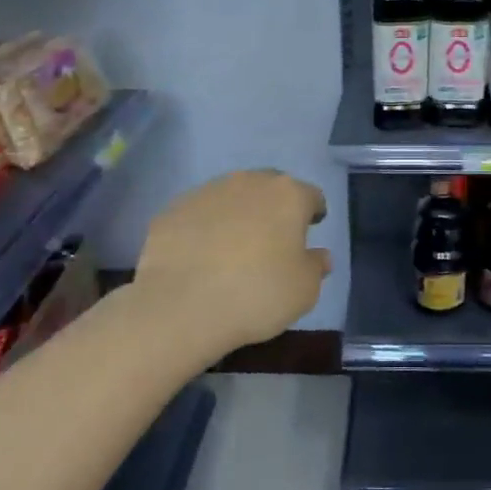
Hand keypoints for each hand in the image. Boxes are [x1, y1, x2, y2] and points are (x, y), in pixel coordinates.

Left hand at [131, 169, 329, 362]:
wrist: (180, 307)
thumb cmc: (257, 294)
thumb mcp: (304, 290)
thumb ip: (316, 266)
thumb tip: (318, 255)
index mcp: (288, 195)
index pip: (311, 196)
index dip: (313, 213)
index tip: (311, 229)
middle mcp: (248, 182)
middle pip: (270, 188)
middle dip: (275, 207)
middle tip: (273, 237)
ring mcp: (206, 192)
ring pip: (232, 197)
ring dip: (238, 214)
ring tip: (233, 247)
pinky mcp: (172, 209)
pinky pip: (199, 214)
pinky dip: (205, 228)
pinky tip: (200, 256)